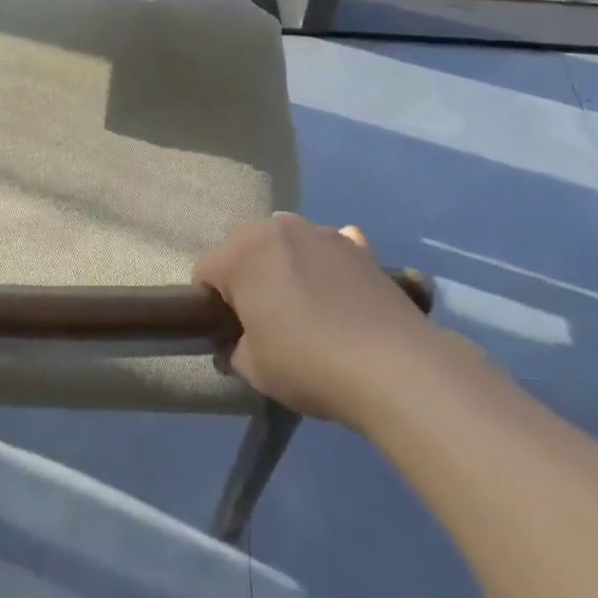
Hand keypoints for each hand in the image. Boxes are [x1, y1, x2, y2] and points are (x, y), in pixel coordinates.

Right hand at [193, 213, 483, 429]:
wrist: (392, 364)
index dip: (211, 305)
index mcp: (241, 253)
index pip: (205, 272)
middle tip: (264, 321)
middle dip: (247, 278)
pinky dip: (328, 262)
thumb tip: (239, 342)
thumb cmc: (307, 362)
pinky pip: (331, 246)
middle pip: (245, 249)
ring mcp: (321, 231)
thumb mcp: (254, 368)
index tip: (229, 334)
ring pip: (288, 242)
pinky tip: (340, 291)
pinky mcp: (359, 246)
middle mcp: (276, 228)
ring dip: (286, 265)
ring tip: (306, 308)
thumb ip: (235, 348)